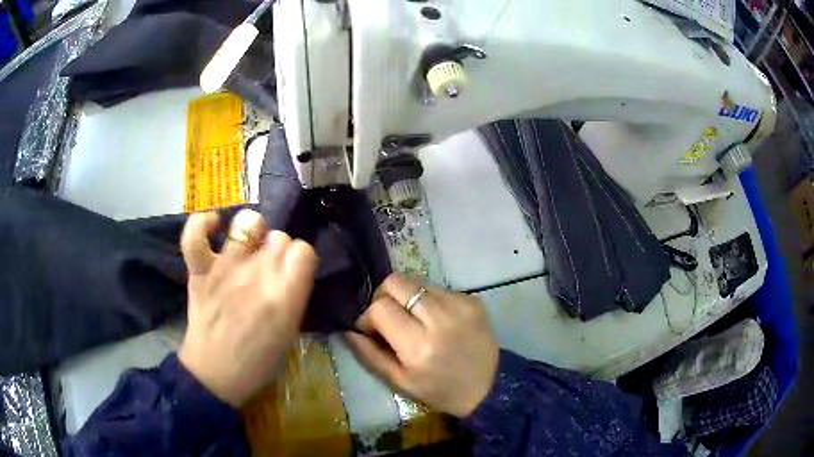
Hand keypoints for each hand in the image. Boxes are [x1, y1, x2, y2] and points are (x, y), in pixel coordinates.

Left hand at [178, 209, 317, 406]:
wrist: (215, 375)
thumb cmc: (257, 362)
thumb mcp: (290, 334)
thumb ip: (294, 297)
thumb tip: (292, 270)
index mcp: (285, 297)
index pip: (304, 250)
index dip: (300, 259)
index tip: (294, 272)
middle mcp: (257, 276)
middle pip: (280, 236)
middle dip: (279, 250)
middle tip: (269, 269)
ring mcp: (225, 269)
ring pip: (248, 222)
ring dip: (252, 232)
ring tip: (248, 246)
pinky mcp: (200, 270)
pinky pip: (195, 234)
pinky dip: (203, 223)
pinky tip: (214, 225)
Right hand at [345, 274, 498, 416]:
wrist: (489, 387)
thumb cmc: (440, 391)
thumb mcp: (400, 382)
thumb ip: (369, 355)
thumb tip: (348, 330)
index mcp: (418, 346)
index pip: (380, 307)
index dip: (368, 316)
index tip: (372, 330)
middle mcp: (440, 319)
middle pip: (396, 282)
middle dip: (383, 296)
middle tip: (388, 317)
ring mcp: (460, 304)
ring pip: (416, 281)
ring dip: (406, 297)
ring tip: (413, 319)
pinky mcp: (472, 299)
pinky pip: (437, 288)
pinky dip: (428, 300)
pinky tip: (435, 320)